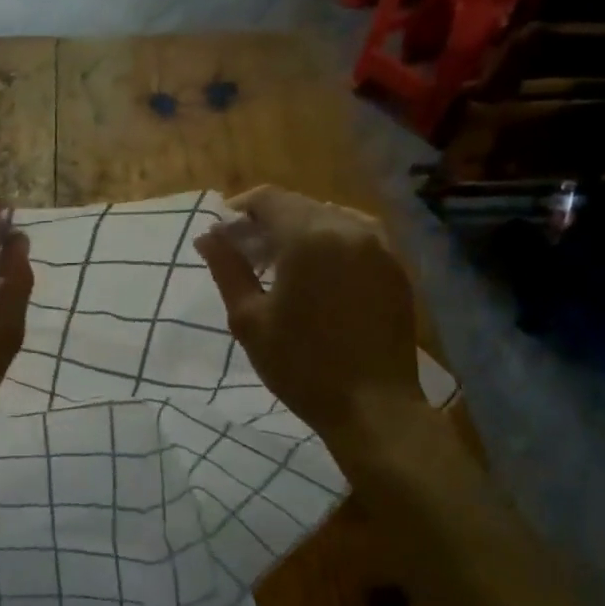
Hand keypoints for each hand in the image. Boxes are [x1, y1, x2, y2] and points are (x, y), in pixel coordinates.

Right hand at [195, 186, 424, 447]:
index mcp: (310, 236)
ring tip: (280, 267)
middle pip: (300, 205)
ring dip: (300, 232)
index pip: (268, 198)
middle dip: (268, 222)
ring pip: (330, 219)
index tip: (221, 234)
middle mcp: (350, 228)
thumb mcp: (249, 319)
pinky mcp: (397, 268)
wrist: (373, 406)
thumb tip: (207, 236)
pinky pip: (356, 238)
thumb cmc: (301, 365)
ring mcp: (380, 246)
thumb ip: (228, 269)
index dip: (239, 209)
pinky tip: (317, 278)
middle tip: (245, 255)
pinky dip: (330, 245)